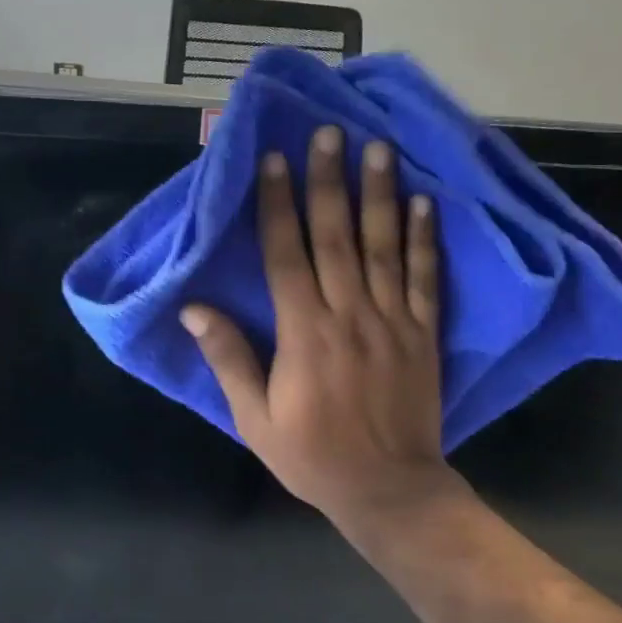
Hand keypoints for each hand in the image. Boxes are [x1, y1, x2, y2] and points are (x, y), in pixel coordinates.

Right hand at [181, 127, 461, 525]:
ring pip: (383, 246)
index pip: (286, 254)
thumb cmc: (312, 455)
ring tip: (378, 147)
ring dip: (379, 194)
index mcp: (304, 333)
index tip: (274, 160)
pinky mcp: (424, 333)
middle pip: (335, 236)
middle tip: (328, 133)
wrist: (389, 490)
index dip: (277, 204)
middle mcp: (349, 314)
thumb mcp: (254, 419)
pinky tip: (424, 202)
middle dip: (328, 180)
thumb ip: (228, 358)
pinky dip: (425, 239)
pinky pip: (426, 278)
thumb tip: (194, 308)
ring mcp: (392, 320)